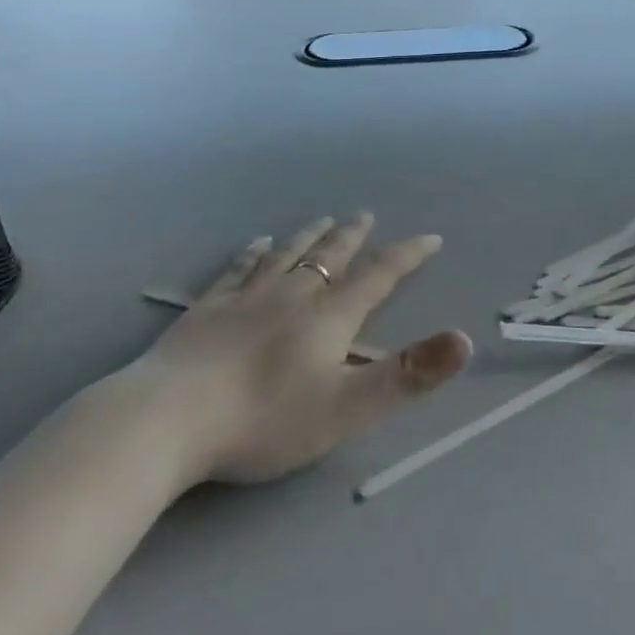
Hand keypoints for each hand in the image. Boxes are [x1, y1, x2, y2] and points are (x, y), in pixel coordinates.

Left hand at [136, 214, 472, 483]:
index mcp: (329, 317)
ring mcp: (246, 297)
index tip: (430, 237)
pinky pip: (239, 270)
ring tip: (323, 220)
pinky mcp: (208, 309)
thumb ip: (409, 375)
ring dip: (310, 237)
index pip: (379, 276)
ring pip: (288, 255)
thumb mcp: (348, 407)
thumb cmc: (264, 419)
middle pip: (331, 256)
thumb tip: (466, 339)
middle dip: (354, 236)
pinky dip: (254, 253)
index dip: (407, 255)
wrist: (169, 419)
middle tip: (366, 215)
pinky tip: (257, 244)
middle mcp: (292, 295)